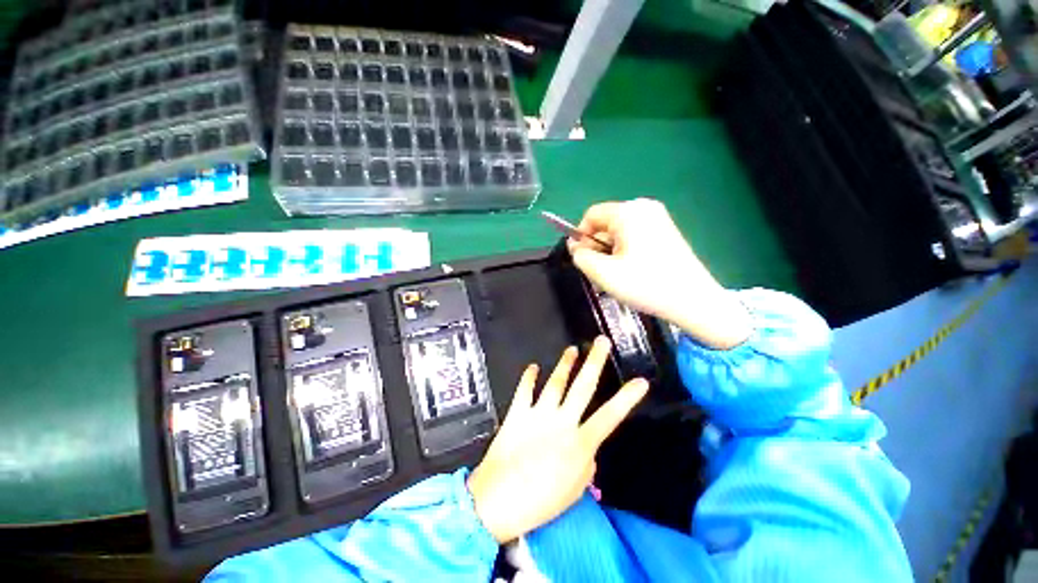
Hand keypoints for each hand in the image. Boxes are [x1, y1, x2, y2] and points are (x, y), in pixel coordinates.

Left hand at [467, 337, 648, 543]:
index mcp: (579, 443)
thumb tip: (588, 448)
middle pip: (582, 386)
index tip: (641, 381)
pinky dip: (529, 377)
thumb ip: (586, 465)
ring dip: (565, 363)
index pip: (610, 416)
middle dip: (594, 362)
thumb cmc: (540, 502)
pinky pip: (524, 390)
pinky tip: (533, 367)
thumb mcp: (574, 491)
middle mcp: (561, 422)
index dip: (627, 398)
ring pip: (556, 382)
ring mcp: (538, 414)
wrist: (498, 501)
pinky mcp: (517, 413)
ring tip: (572, 349)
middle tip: (602, 341)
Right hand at [568, 199, 752, 349]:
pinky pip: (634, 236)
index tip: (581, 259)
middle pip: (605, 224)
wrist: (693, 300)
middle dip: (597, 247)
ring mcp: (658, 218)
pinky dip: (625, 252)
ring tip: (615, 276)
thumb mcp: (603, 273)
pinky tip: (630, 272)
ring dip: (610, 252)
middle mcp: (644, 208)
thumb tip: (576, 247)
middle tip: (599, 272)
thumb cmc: (645, 285)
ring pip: (619, 232)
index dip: (580, 237)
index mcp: (628, 212)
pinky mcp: (666, 231)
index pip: (591, 216)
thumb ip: (581, 257)